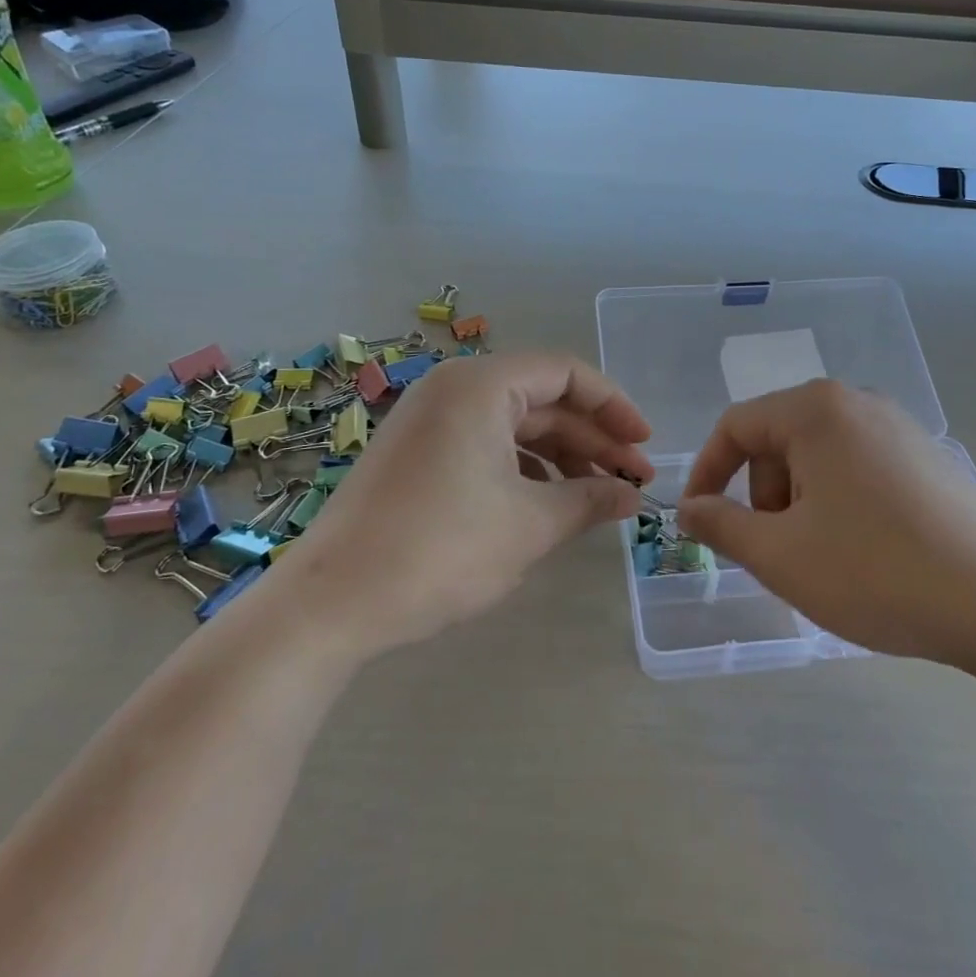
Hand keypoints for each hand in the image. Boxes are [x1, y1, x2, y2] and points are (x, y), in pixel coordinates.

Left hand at [277, 352, 653, 661]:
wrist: (331, 602)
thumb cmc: (440, 549)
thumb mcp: (530, 525)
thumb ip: (589, 500)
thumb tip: (631, 497)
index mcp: (481, 385)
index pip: (565, 373)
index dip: (614, 406)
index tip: (644, 445)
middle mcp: (454, 389)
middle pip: (542, 400)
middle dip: (592, 439)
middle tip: (632, 482)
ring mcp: (430, 420)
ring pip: (514, 425)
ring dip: (561, 457)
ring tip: (598, 498)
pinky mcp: (417, 453)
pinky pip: (485, 445)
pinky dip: (523, 469)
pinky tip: (548, 503)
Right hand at [677, 380, 975, 699]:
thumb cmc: (876, 571)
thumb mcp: (781, 555)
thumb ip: (721, 525)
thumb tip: (688, 509)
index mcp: (814, 410)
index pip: (735, 426)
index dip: (707, 473)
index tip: (700, 522)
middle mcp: (856, 402)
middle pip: (778, 440)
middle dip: (762, 495)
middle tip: (776, 552)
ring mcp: (899, 425)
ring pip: (818, 457)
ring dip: (800, 503)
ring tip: (823, 558)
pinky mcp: (928, 455)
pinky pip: (859, 467)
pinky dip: (839, 502)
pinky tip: (865, 551)